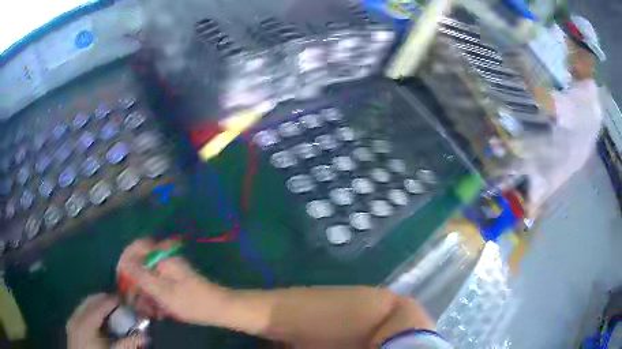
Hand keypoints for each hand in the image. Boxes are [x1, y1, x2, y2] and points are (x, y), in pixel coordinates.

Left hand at [67, 293, 146, 348]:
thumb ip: (127, 343)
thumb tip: (144, 335)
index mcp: (86, 323)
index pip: (101, 304)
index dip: (113, 299)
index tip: (125, 299)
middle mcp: (76, 316)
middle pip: (90, 300)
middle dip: (104, 299)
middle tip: (118, 302)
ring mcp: (71, 320)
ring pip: (84, 304)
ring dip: (97, 304)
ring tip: (109, 309)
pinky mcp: (71, 325)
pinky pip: (80, 311)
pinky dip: (90, 310)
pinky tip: (97, 319)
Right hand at [117, 239, 228, 324]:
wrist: (220, 309)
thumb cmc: (190, 301)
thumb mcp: (162, 291)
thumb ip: (140, 275)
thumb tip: (122, 262)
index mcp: (161, 257)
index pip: (136, 248)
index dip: (125, 261)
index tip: (121, 278)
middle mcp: (165, 261)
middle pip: (141, 266)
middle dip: (135, 286)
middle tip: (133, 303)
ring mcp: (171, 272)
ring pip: (150, 279)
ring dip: (146, 296)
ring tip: (147, 313)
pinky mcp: (176, 283)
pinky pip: (160, 287)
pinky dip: (156, 299)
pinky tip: (158, 313)